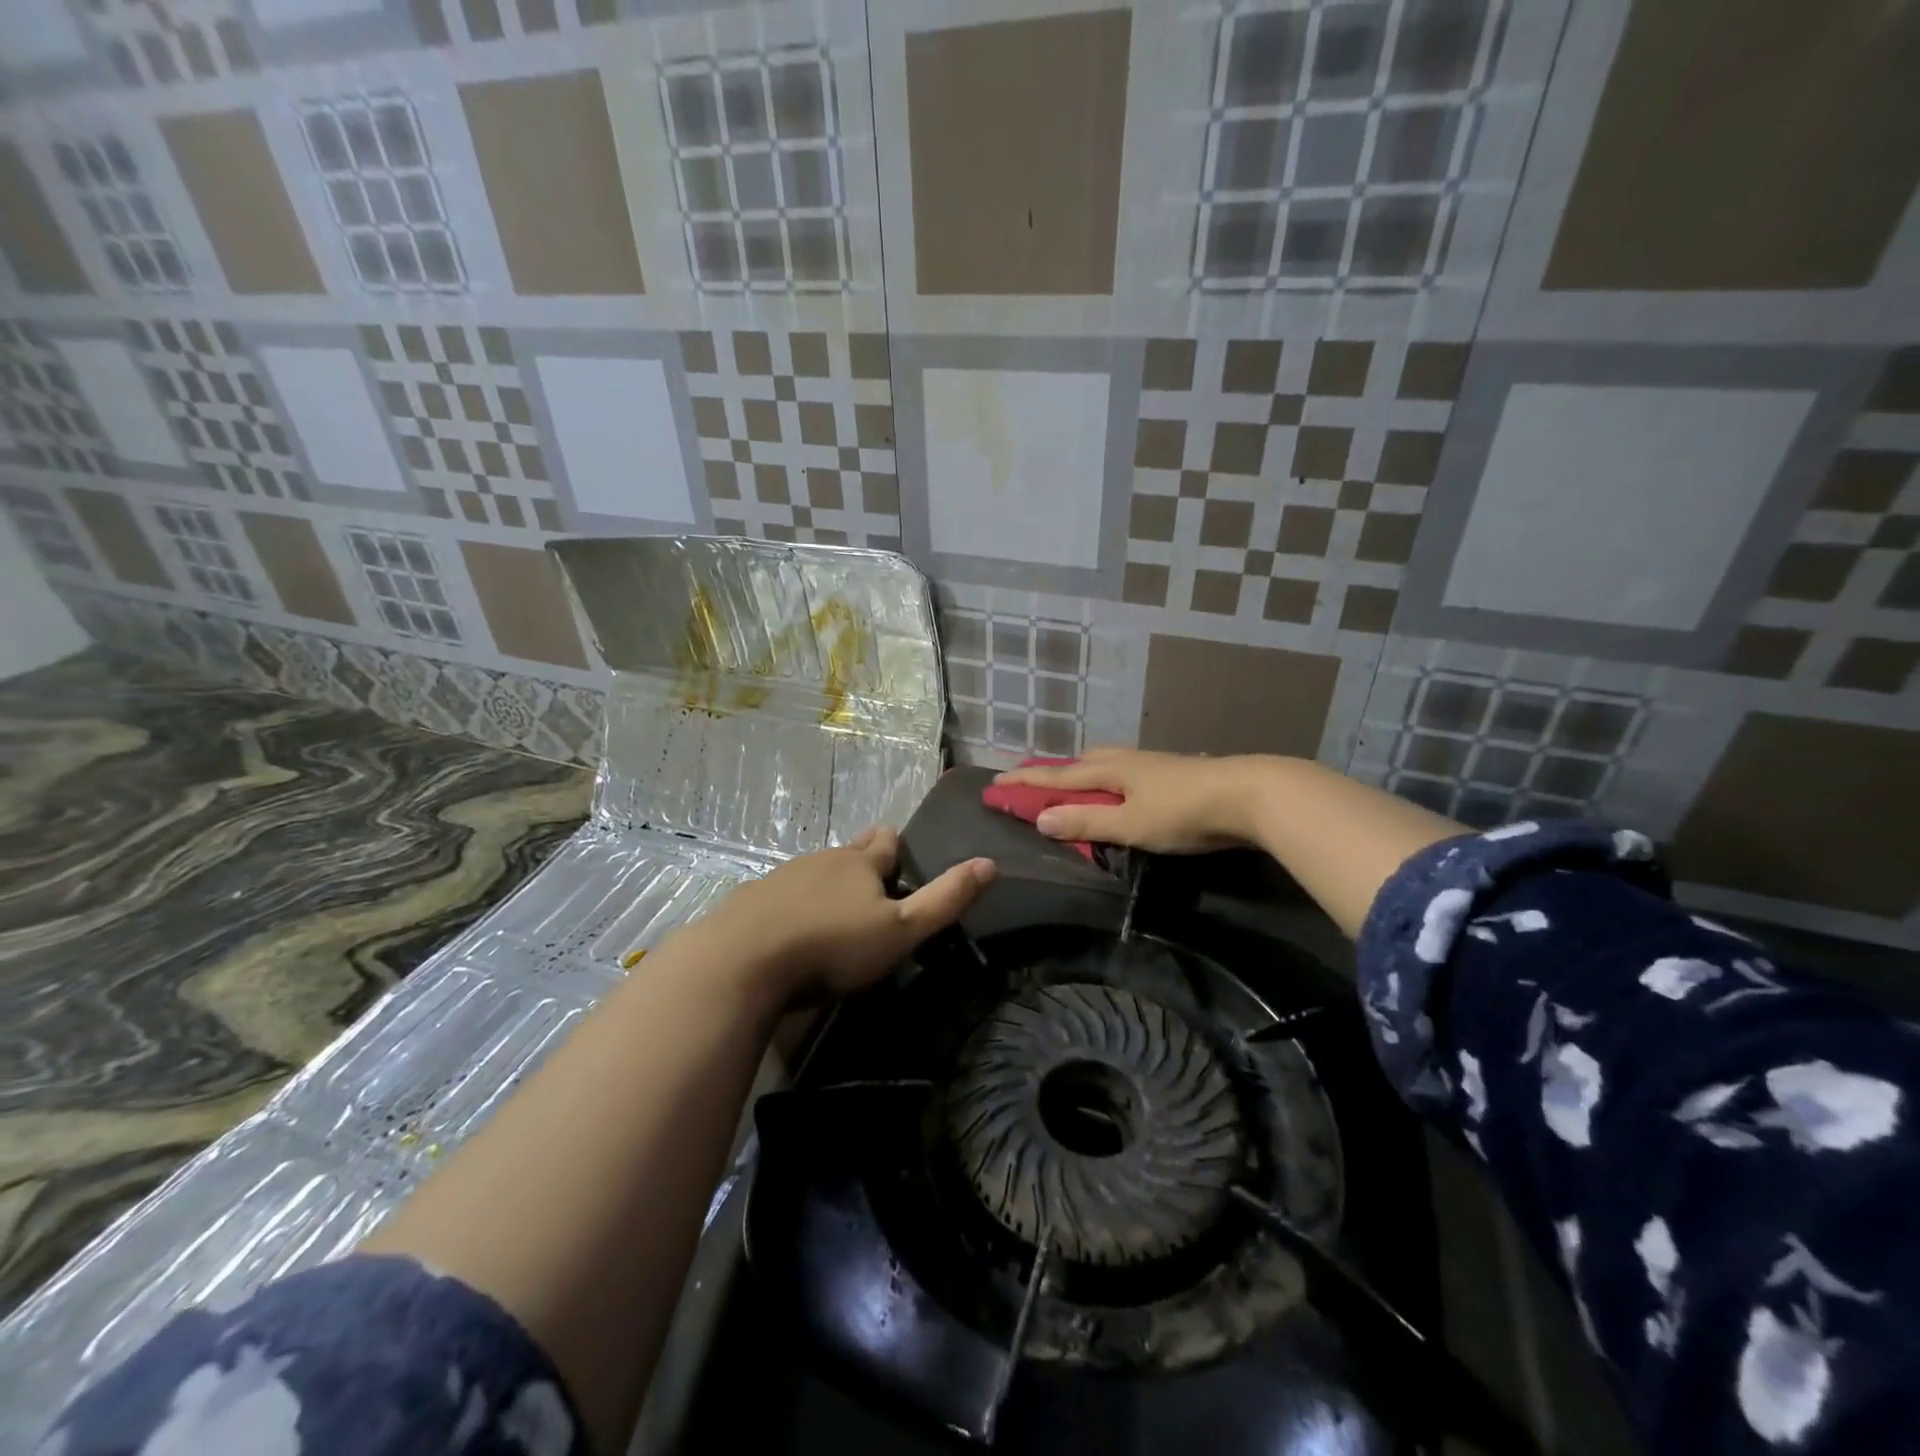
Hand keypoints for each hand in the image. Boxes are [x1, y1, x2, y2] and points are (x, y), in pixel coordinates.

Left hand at [679, 828, 993, 1007]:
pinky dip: (790, 903)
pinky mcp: (749, 901)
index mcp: (859, 864)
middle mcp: (820, 861)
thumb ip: (944, 900)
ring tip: (833, 904)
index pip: (885, 843)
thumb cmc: (831, 946)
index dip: (895, 845)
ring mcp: (780, 878)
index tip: (899, 850)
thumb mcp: (899, 931)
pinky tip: (788, 925)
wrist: (740, 962)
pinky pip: (778, 894)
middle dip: (861, 859)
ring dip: (826, 882)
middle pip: (847, 852)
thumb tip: (990, 863)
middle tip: (870, 875)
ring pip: (812, 872)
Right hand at [994, 748, 1276, 852]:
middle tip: (1031, 779)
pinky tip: (1120, 788)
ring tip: (1072, 781)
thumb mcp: (1129, 824)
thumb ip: (1086, 823)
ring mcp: (1151, 764)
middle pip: (1079, 763)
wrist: (1248, 795)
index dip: (1026, 782)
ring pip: (1104, 763)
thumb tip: (1040, 819)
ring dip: (1080, 772)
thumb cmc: (1183, 812)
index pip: (1056, 777)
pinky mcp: (1172, 773)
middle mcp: (1126, 761)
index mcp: (1109, 770)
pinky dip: (1107, 778)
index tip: (995, 782)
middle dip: (1052, 771)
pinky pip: (1124, 771)